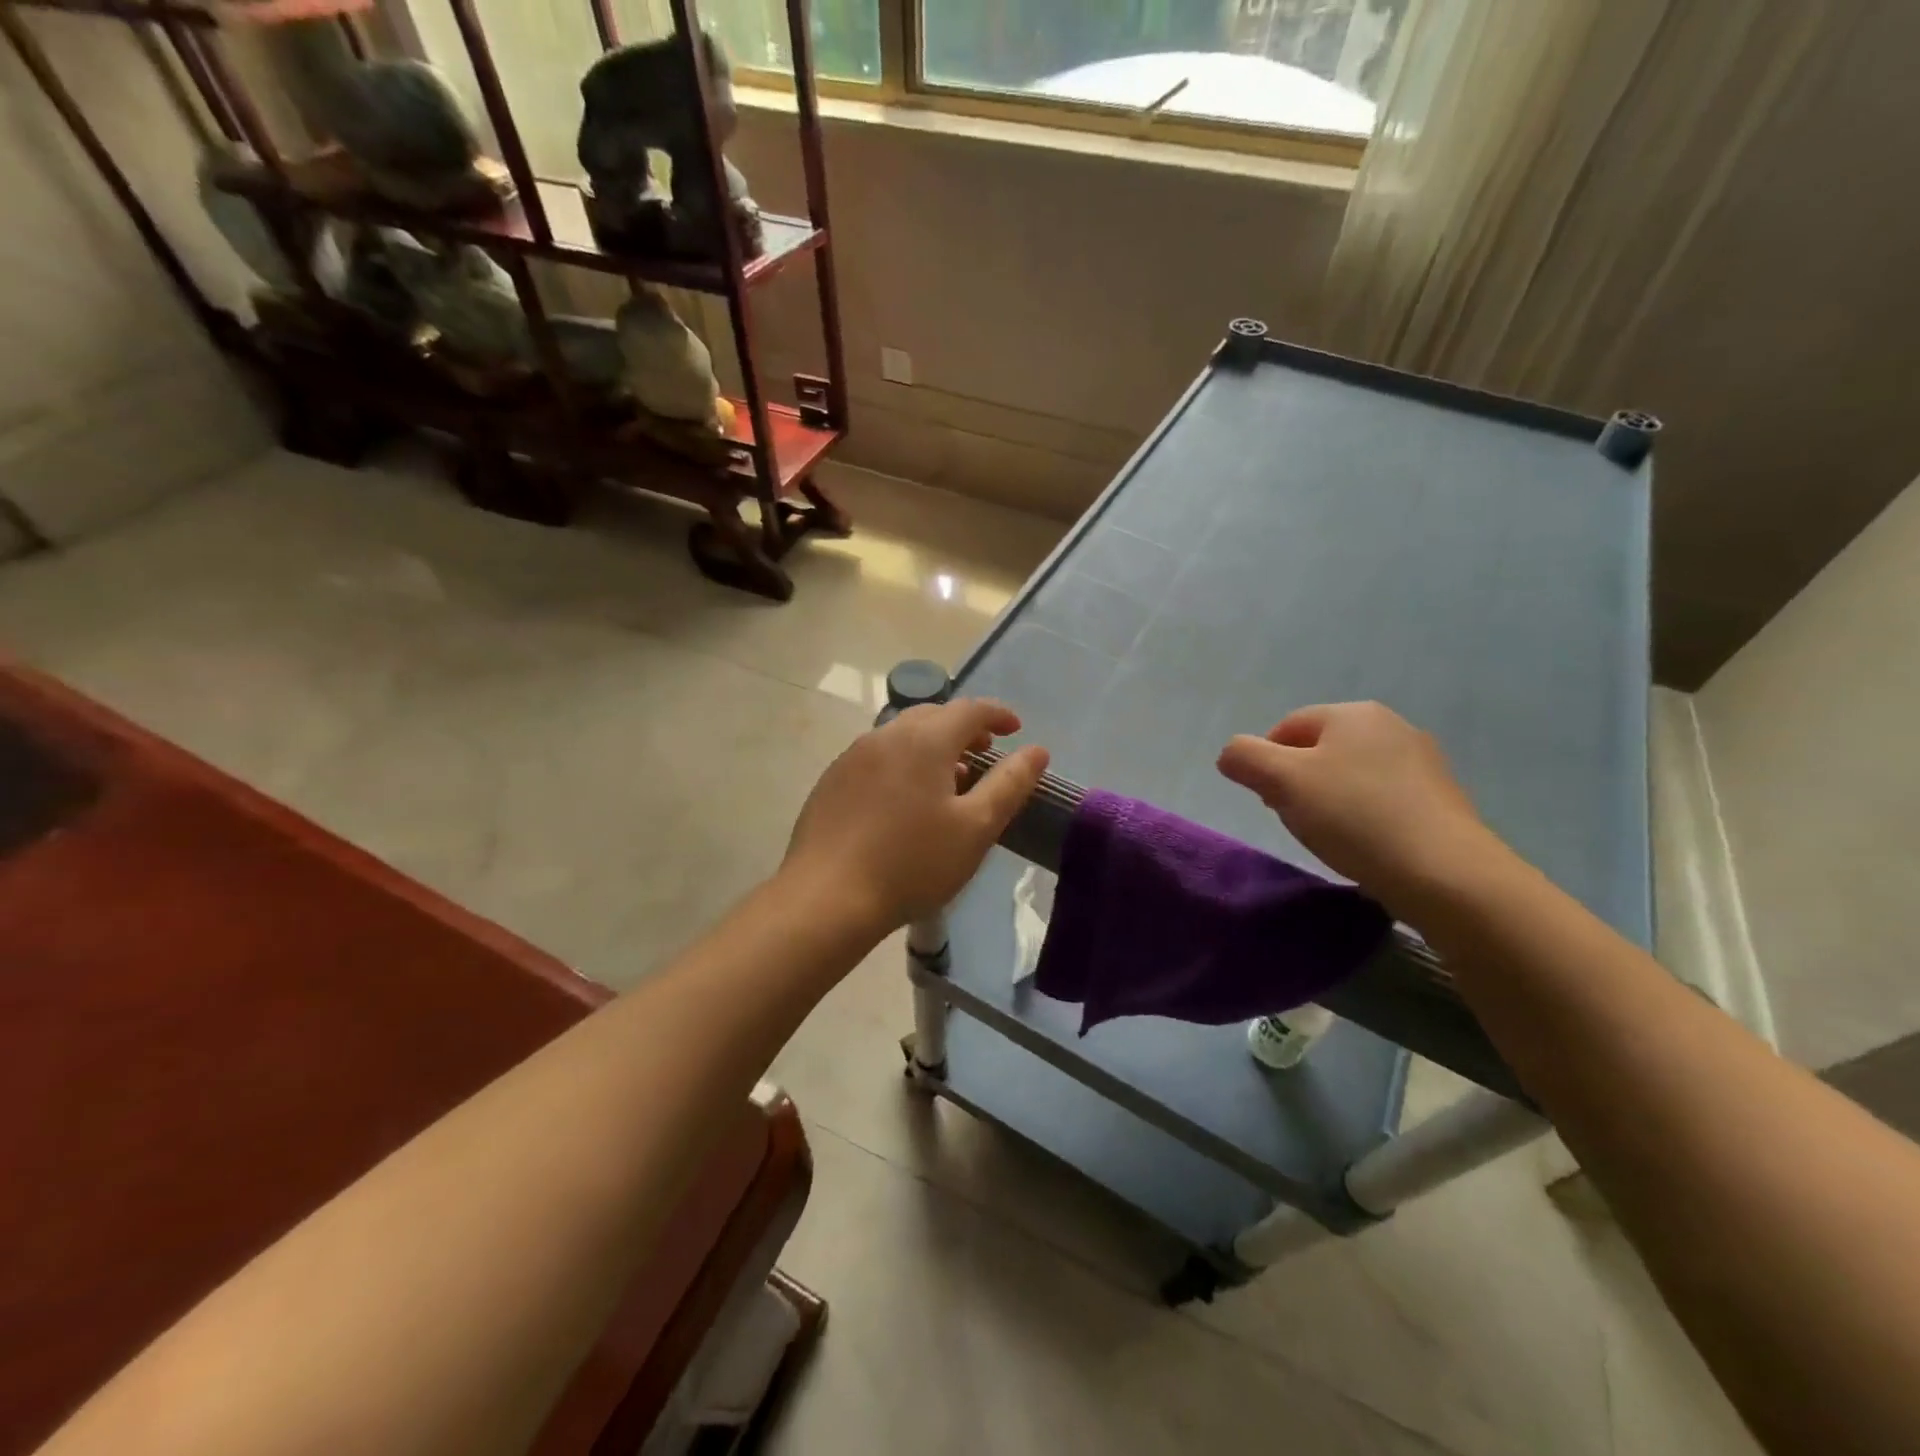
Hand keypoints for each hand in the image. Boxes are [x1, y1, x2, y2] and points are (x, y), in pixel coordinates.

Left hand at [785, 698, 1049, 932]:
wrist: (827, 897)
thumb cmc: (912, 863)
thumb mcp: (975, 828)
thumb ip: (1010, 784)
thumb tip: (1036, 751)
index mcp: (924, 740)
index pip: (970, 709)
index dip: (998, 714)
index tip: (1015, 730)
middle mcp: (885, 736)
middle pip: (933, 716)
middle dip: (964, 729)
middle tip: (983, 754)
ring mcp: (852, 757)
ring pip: (902, 736)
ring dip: (931, 747)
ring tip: (947, 781)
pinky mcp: (831, 781)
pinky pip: (876, 758)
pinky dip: (901, 764)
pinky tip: (903, 802)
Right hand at [1217, 701, 1499, 913]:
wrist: (1446, 874)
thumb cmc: (1354, 817)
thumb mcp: (1281, 781)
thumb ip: (1244, 757)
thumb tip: (1231, 754)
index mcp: (1353, 714)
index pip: (1287, 727)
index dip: (1266, 764)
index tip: (1270, 802)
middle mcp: (1392, 726)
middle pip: (1319, 751)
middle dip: (1297, 784)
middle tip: (1296, 821)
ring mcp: (1422, 762)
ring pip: (1350, 776)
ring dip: (1329, 802)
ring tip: (1331, 838)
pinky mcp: (1441, 799)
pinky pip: (1382, 800)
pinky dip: (1363, 818)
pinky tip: (1364, 846)